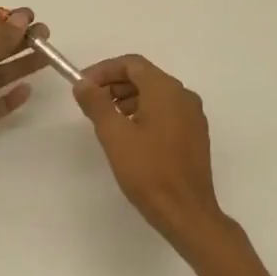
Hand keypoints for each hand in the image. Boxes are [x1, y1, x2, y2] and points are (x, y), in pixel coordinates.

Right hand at [73, 55, 228, 250]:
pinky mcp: (194, 135)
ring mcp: (192, 116)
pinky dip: (143, 113)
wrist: (185, 212)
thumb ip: (96, 103)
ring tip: (105, 120)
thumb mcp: (114, 135)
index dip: (103, 70)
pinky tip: (128, 135)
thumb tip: (83, 83)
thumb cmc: (148, 171)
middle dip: (114, 84)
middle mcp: (184, 96)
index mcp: (166, 90)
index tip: (82, 85)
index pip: (132, 64)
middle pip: (145, 76)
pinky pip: (166, 111)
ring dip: (127, 99)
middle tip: (90, 102)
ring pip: (155, 95)